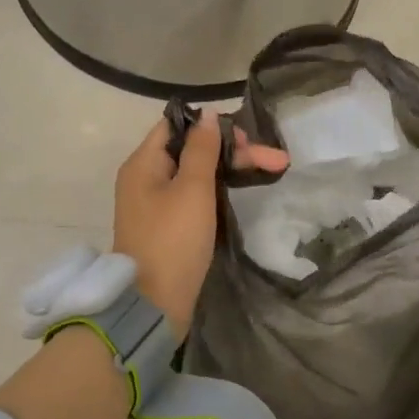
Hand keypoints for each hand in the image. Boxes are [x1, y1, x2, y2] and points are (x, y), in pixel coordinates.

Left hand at [114, 110, 288, 331]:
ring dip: (230, 172)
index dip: (214, 127)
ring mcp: (155, 205)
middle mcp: (144, 179)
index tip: (248, 139)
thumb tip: (208, 114)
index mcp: (143, 163)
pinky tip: (242, 194)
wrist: (154, 304)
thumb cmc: (173, 241)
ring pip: (196, 176)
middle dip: (233, 152)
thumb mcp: (192, 190)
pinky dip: (217, 193)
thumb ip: (202, 150)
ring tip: (270, 172)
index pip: (178, 126)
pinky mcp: (167, 228)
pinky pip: (193, 198)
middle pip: (191, 151)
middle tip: (276, 161)